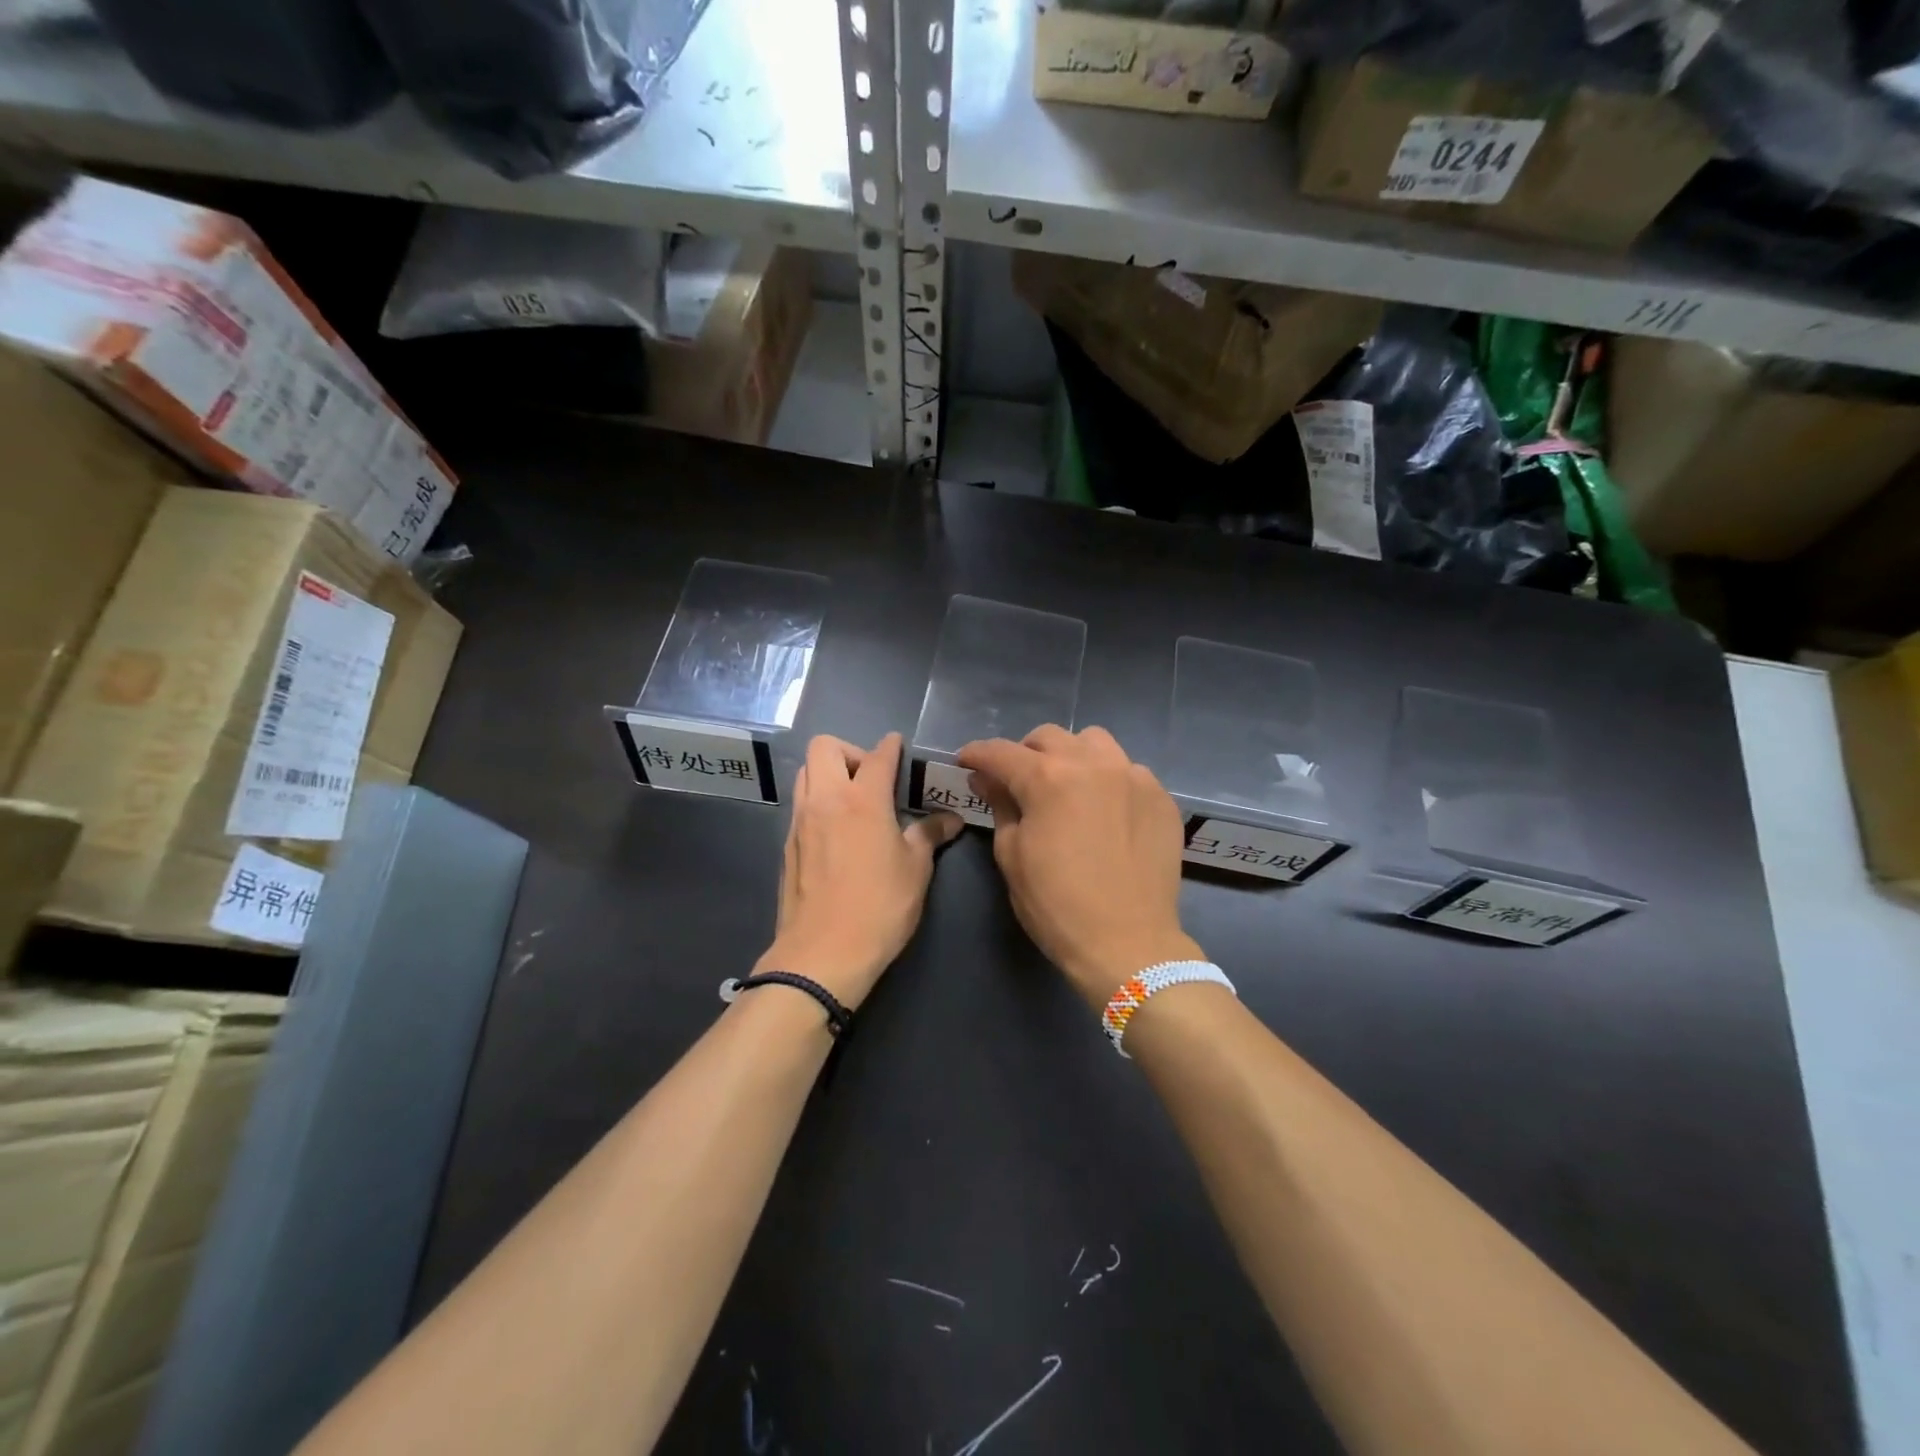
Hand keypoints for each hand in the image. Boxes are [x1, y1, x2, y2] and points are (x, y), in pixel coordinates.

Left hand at [755, 733, 961, 1008]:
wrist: (822, 954)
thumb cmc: (879, 908)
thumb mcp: (915, 871)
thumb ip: (929, 836)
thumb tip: (950, 819)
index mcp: (862, 800)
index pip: (877, 756)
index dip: (891, 746)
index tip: (898, 746)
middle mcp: (826, 800)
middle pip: (825, 747)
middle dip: (851, 751)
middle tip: (872, 779)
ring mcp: (800, 821)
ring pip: (805, 772)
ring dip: (828, 773)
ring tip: (854, 802)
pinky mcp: (787, 845)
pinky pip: (800, 804)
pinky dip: (818, 802)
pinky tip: (837, 832)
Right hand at [957, 725, 1202, 1008]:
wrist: (1128, 943)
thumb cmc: (1057, 905)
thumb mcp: (1012, 856)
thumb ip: (1000, 806)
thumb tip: (988, 778)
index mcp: (1048, 778)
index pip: (1001, 752)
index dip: (977, 754)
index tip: (966, 761)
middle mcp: (1093, 764)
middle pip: (1048, 737)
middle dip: (1025, 753)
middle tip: (1017, 781)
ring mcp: (1133, 777)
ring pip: (1093, 742)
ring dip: (1071, 756)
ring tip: (1067, 786)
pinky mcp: (1160, 797)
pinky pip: (1128, 770)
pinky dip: (1108, 780)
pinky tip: (1105, 810)